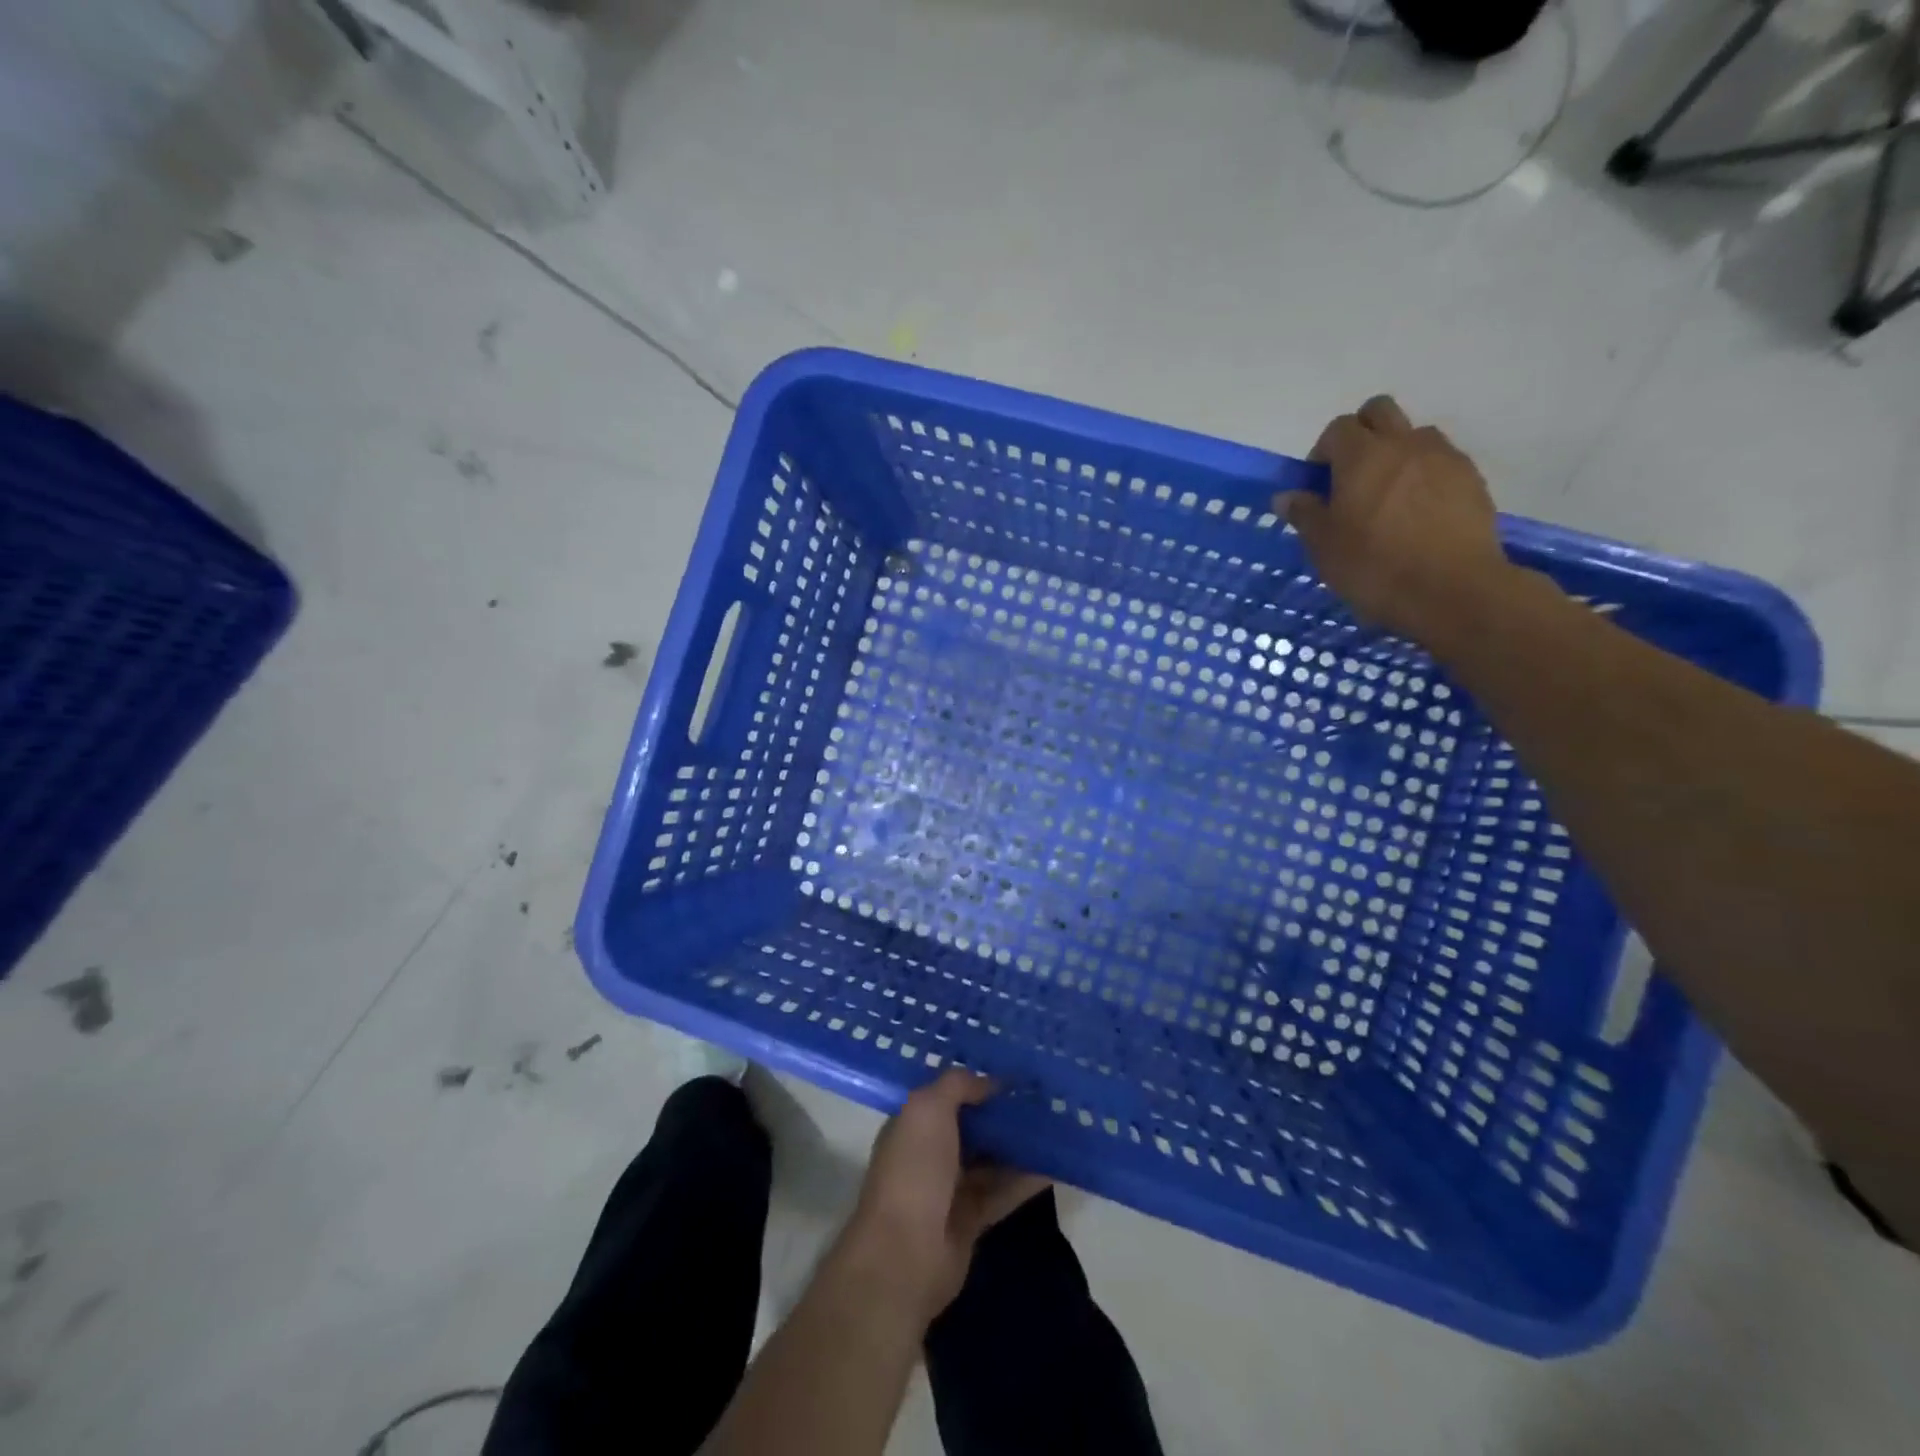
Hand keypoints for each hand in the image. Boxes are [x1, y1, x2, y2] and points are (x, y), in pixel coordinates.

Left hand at [838, 1069, 1049, 1322]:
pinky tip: (1056, 1164)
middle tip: (1043, 1097)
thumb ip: (957, 1086)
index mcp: (914, 1124)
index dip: (978, 1083)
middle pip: (973, 1127)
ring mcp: (950, 1189)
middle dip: (1003, 1113)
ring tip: (1057, 1125)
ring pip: (992, 1159)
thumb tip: (989, 1081)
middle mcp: (930, 1153)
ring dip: (1020, 1144)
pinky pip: (1004, 1191)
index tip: (1015, 1073)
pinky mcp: (972, 1220)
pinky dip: (1027, 1179)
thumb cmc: (914, 1169)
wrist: (905, 1254)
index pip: (948, 1096)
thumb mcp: (928, 1108)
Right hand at [1277, 396, 1518, 645]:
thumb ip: (1304, 514)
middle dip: (1361, 433)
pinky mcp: (1471, 479)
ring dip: (1397, 453)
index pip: (1337, 428)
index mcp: (1362, 456)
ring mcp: (1444, 457)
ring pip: (1414, 434)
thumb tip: (1287, 495)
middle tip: (1351, 476)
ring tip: (1389, 496)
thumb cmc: (1374, 567)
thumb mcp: (1324, 546)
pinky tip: (1418, 514)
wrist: (1451, 589)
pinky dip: (1424, 475)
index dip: (1323, 451)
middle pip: (1379, 411)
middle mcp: (1404, 444)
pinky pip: (1441, 461)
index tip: (1318, 485)